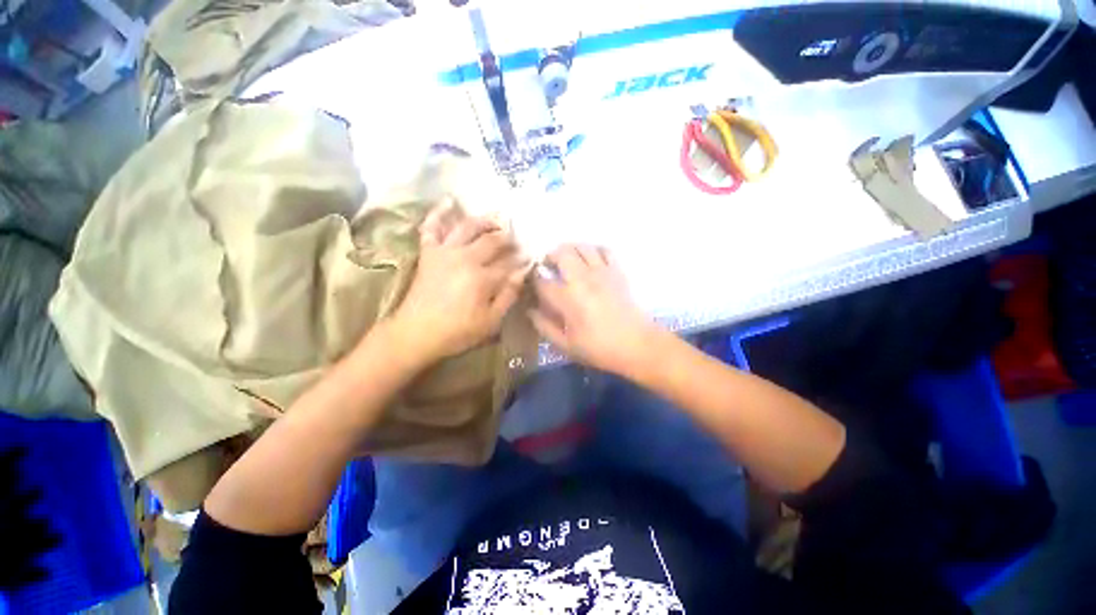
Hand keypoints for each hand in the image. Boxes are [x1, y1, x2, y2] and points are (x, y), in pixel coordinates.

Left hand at [386, 202, 528, 366]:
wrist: (415, 333)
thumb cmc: (457, 331)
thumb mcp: (490, 321)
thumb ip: (508, 295)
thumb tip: (523, 273)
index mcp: (482, 278)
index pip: (508, 264)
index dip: (521, 261)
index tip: (530, 258)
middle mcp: (465, 258)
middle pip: (491, 241)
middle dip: (507, 239)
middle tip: (515, 240)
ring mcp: (444, 252)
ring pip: (467, 227)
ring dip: (484, 221)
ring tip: (496, 219)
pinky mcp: (428, 252)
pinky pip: (432, 227)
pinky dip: (439, 213)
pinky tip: (449, 201)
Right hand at [530, 244, 660, 374]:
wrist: (638, 345)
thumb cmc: (599, 349)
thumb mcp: (566, 346)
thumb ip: (544, 327)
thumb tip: (530, 310)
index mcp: (567, 298)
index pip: (542, 280)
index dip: (533, 280)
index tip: (533, 284)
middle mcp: (583, 279)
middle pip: (561, 253)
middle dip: (550, 256)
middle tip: (548, 266)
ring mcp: (602, 272)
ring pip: (582, 246)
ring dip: (570, 249)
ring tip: (567, 260)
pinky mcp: (617, 271)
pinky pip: (605, 250)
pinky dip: (595, 250)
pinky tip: (591, 259)